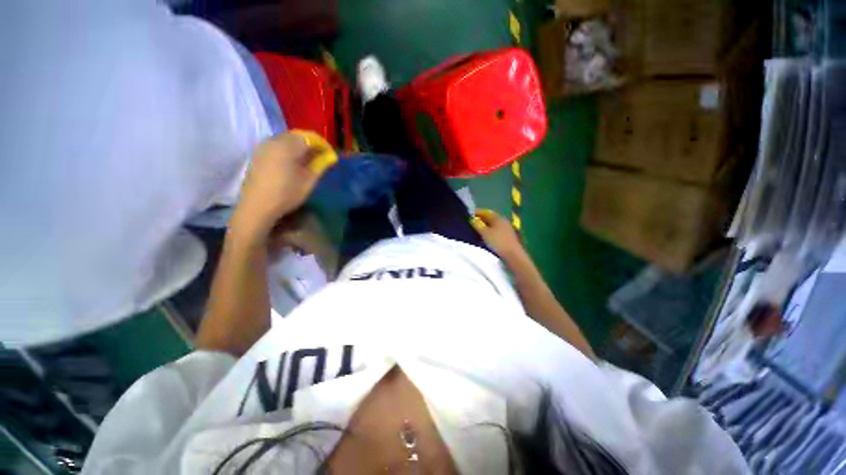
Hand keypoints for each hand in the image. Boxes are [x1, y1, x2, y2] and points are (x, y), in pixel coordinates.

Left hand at [232, 131, 335, 240]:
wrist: (257, 206)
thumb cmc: (286, 194)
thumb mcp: (308, 181)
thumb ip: (320, 165)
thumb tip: (330, 156)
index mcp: (288, 146)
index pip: (310, 138)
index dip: (323, 145)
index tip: (331, 155)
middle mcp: (274, 140)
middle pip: (297, 136)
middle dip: (311, 145)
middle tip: (321, 158)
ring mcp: (263, 146)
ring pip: (286, 140)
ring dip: (300, 147)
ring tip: (309, 161)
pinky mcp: (258, 154)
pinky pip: (277, 145)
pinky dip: (289, 150)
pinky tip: (293, 163)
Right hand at [471, 209, 525, 261]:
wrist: (512, 254)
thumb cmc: (497, 242)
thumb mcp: (484, 233)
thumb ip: (477, 224)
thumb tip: (472, 219)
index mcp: (498, 217)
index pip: (485, 212)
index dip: (477, 212)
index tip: (468, 215)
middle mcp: (503, 221)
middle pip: (490, 217)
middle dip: (480, 219)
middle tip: (471, 222)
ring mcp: (506, 228)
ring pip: (493, 224)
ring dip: (485, 225)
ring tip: (476, 229)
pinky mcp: (507, 236)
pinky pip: (496, 230)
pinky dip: (489, 230)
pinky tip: (485, 235)